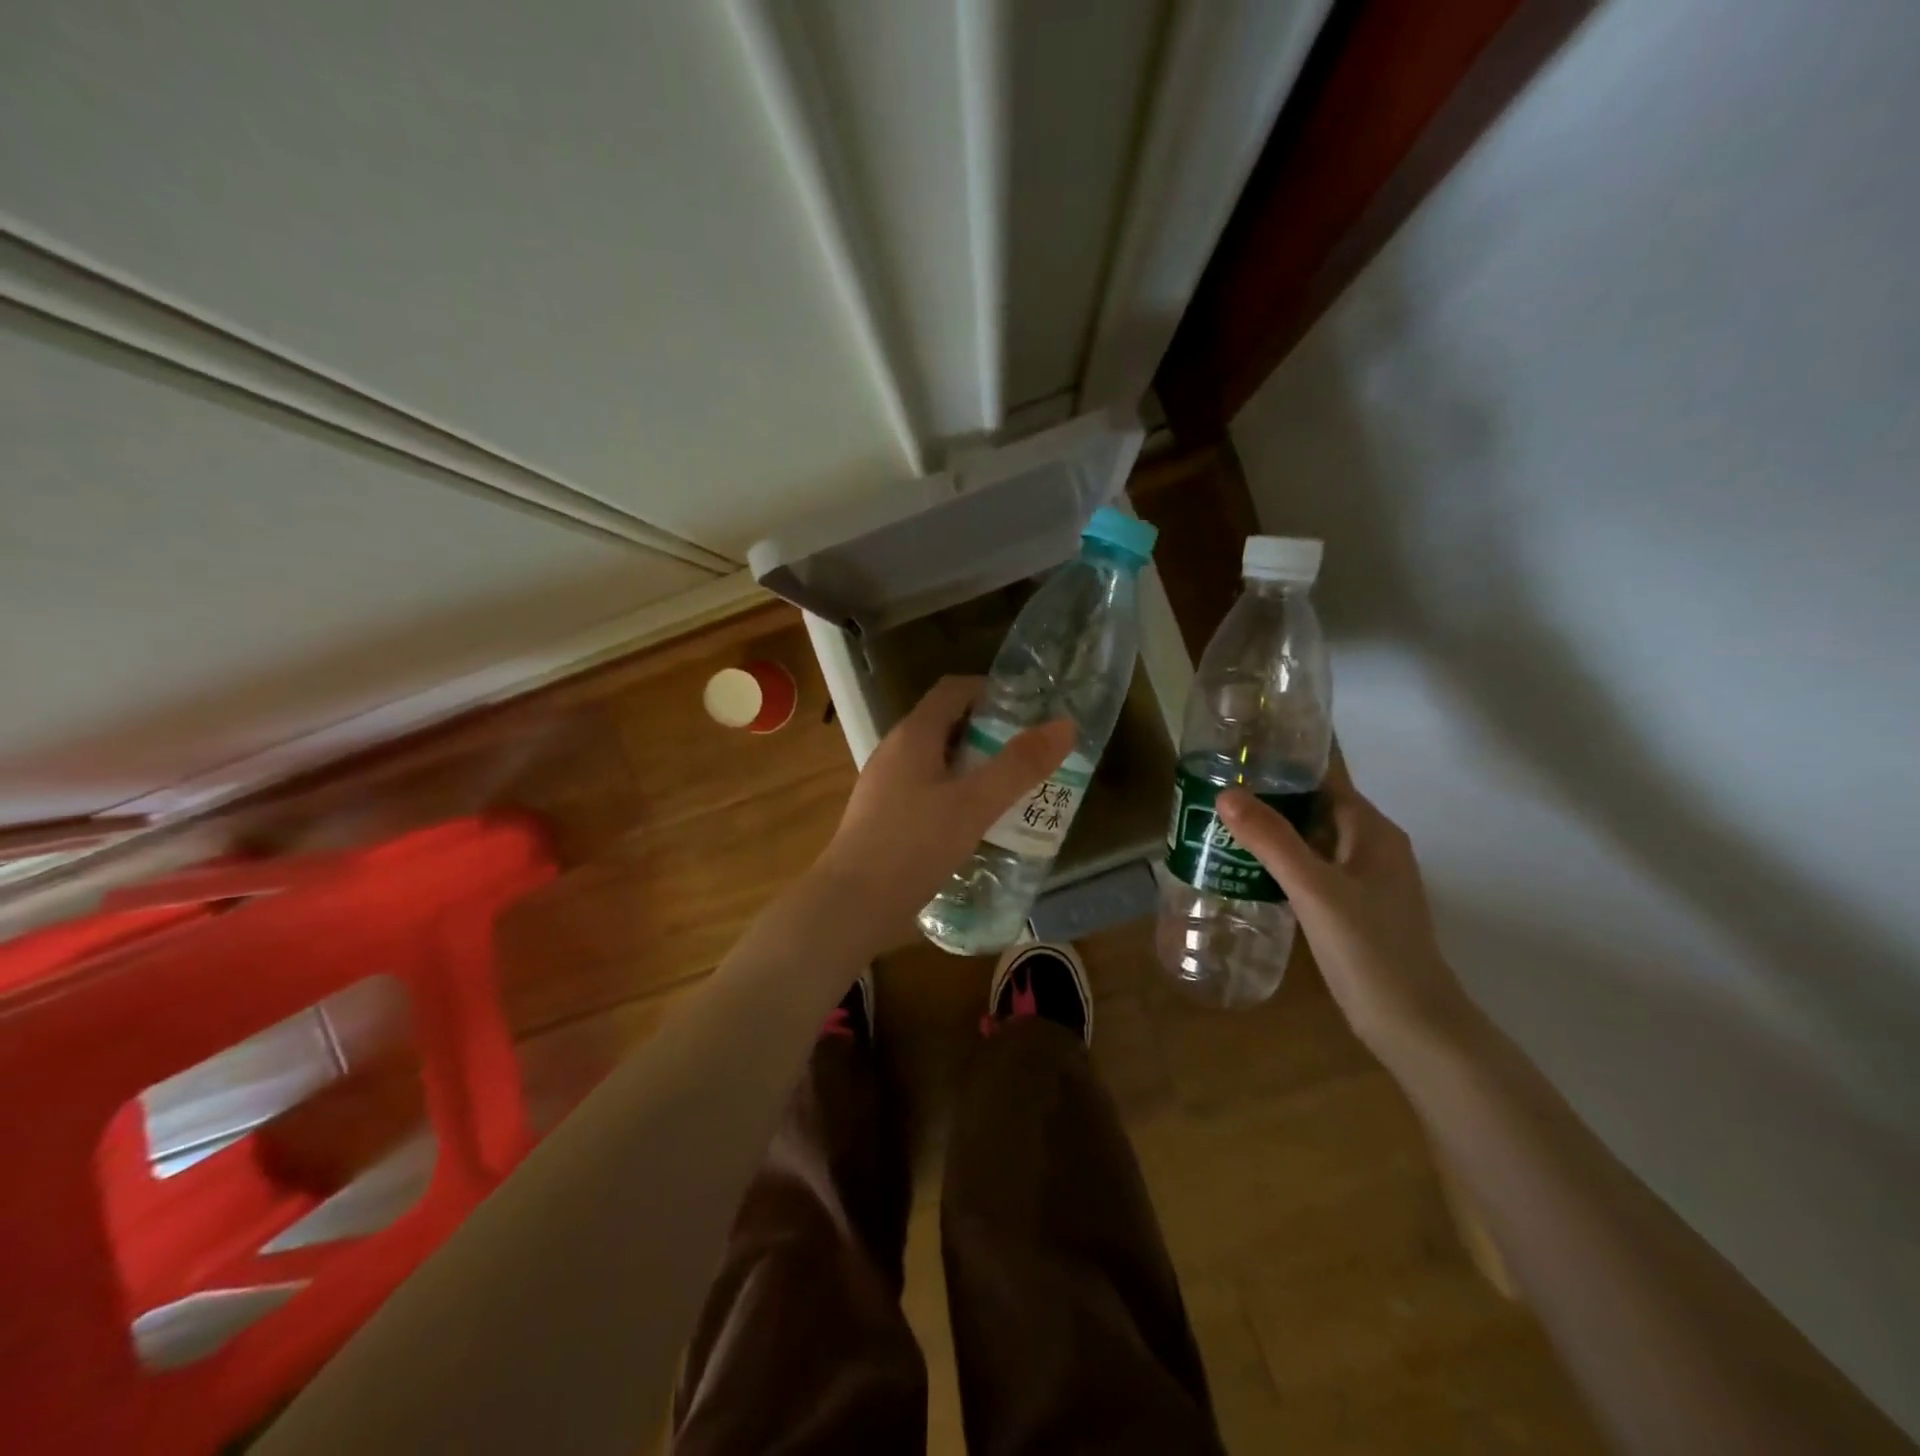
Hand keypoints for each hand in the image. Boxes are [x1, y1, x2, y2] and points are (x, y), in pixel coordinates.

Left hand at [814, 676, 1074, 947]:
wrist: (852, 904)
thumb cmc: (914, 845)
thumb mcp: (975, 804)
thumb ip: (1020, 765)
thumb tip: (1065, 724)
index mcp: (914, 735)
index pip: (953, 689)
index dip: (991, 690)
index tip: (1029, 709)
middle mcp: (895, 751)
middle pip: (947, 723)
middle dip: (990, 732)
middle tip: (1030, 752)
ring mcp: (886, 784)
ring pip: (938, 760)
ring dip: (975, 765)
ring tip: (1013, 787)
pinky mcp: (884, 816)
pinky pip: (927, 789)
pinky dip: (956, 793)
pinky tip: (977, 822)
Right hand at [1218, 753, 1471, 1056]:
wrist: (1414, 1026)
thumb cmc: (1369, 950)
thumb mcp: (1314, 890)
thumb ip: (1272, 840)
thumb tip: (1226, 792)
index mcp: (1372, 831)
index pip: (1323, 780)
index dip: (1281, 767)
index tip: (1233, 762)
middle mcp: (1372, 847)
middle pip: (1314, 808)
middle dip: (1269, 801)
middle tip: (1214, 796)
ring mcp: (1365, 879)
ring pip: (1311, 841)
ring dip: (1273, 834)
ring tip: (1220, 829)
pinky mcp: (1355, 908)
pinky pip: (1313, 870)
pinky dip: (1283, 865)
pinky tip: (1248, 874)